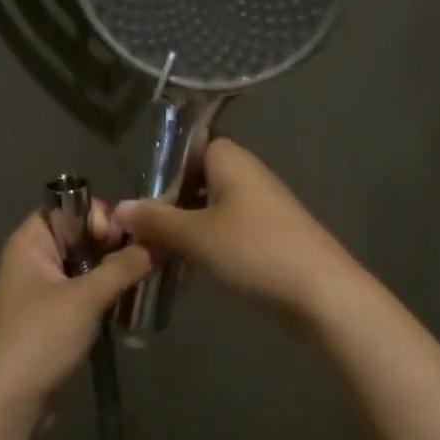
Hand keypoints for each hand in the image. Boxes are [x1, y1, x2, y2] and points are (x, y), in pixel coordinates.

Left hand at [0, 207, 154, 412]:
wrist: (7, 404)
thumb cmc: (39, 339)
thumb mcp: (85, 297)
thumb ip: (124, 266)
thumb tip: (161, 242)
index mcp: (31, 242)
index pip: (71, 206)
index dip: (101, 216)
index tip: (128, 239)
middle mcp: (35, 259)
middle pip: (84, 236)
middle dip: (118, 245)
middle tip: (151, 260)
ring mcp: (45, 291)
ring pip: (89, 267)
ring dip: (118, 272)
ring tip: (151, 280)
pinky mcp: (56, 320)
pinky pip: (88, 294)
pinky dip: (109, 296)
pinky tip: (135, 303)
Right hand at [111, 139, 359, 320]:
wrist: (320, 294)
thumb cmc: (253, 251)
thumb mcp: (195, 235)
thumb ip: (155, 220)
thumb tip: (118, 209)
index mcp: (230, 160)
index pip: (189, 145)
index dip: (162, 168)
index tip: (137, 197)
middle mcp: (246, 176)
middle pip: (195, 181)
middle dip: (166, 206)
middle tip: (137, 233)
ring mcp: (259, 209)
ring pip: (207, 211)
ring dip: (182, 232)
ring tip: (154, 257)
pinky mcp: (266, 239)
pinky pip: (224, 234)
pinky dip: (203, 249)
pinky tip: (184, 275)